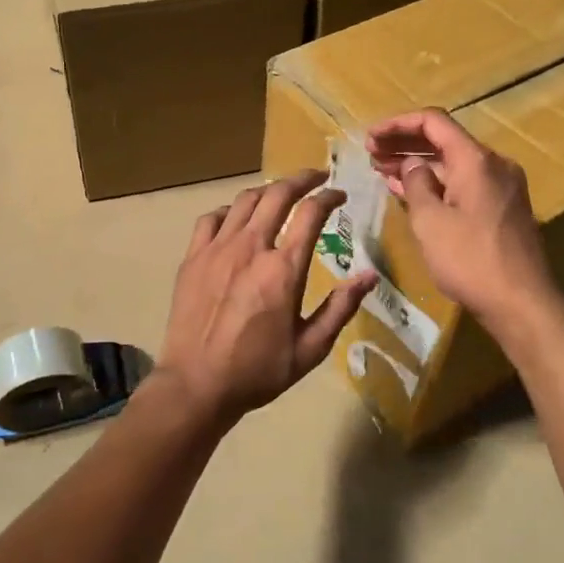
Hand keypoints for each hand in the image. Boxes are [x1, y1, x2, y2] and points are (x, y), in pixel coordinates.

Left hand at [158, 170, 376, 425]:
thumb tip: (370, 275)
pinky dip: (230, 210)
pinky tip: (237, 219)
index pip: (311, 214)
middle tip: (316, 178)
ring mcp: (217, 249)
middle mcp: (250, 248)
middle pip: (277, 194)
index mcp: (283, 270)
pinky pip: (211, 218)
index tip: (339, 195)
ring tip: (281, 194)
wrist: (196, 384)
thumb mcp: (310, 349)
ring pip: (245, 201)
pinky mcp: (193, 257)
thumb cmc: (258, 371)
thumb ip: (340, 308)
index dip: (328, 197)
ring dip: (268, 191)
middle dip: (301, 179)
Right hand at [365, 109, 559, 332]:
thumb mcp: (430, 221)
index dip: (398, 124)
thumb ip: (417, 184)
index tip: (370, 137)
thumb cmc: (470, 260)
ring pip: (453, 164)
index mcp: (475, 160)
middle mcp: (493, 165)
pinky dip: (436, 183)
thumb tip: (413, 165)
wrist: (522, 303)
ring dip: (419, 164)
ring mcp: (501, 187)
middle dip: (404, 144)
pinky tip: (411, 192)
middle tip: (370, 154)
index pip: (433, 122)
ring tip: (382, 171)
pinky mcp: (502, 208)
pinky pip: (464, 183)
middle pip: (444, 140)